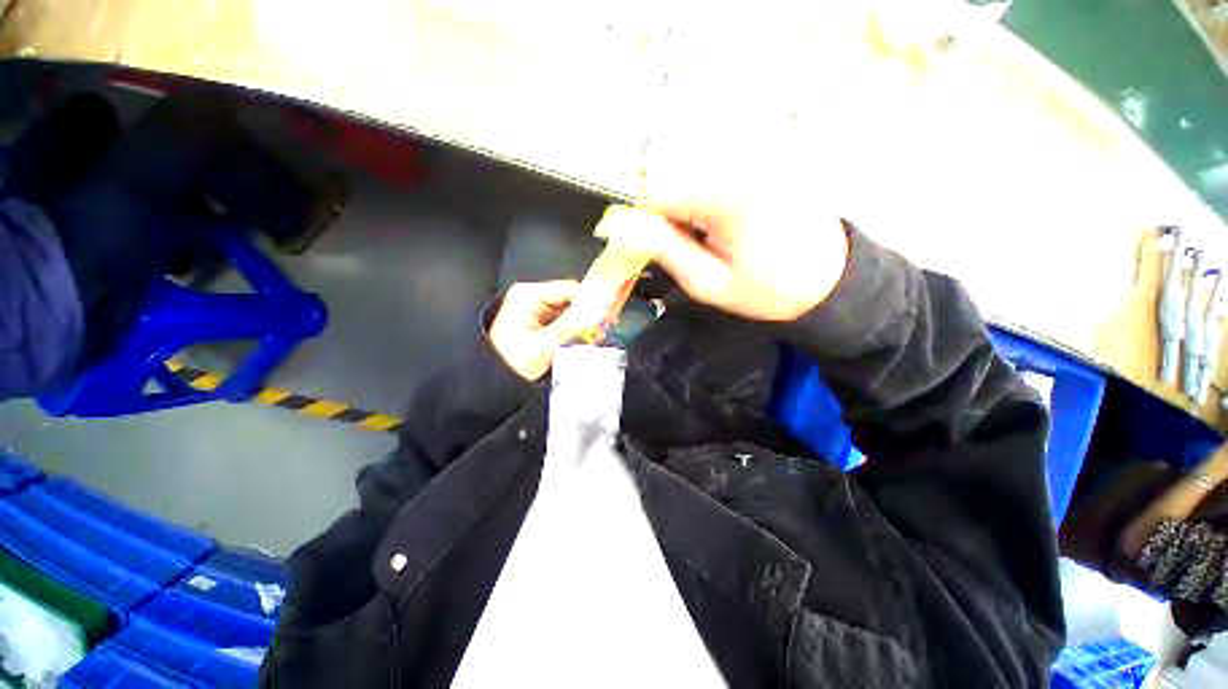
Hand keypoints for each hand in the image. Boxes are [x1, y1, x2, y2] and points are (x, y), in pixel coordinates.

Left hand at [489, 281, 604, 380]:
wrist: (494, 382)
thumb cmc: (512, 363)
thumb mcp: (543, 345)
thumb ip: (571, 326)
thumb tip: (597, 311)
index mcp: (528, 294)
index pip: (569, 289)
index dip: (591, 300)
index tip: (609, 315)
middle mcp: (533, 295)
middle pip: (571, 298)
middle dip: (589, 313)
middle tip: (606, 328)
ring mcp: (537, 307)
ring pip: (571, 309)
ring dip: (585, 322)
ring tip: (598, 336)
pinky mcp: (541, 320)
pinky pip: (565, 319)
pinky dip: (577, 328)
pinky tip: (587, 338)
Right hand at [637, 133, 849, 321]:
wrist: (829, 280)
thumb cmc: (768, 290)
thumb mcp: (708, 282)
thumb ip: (664, 249)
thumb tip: (618, 226)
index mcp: (727, 194)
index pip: (654, 190)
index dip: (636, 221)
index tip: (637, 248)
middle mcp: (740, 158)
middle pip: (668, 173)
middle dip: (658, 212)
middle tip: (677, 246)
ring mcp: (754, 151)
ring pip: (686, 168)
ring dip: (679, 203)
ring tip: (702, 236)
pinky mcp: (761, 154)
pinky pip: (710, 167)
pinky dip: (699, 194)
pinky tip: (716, 220)